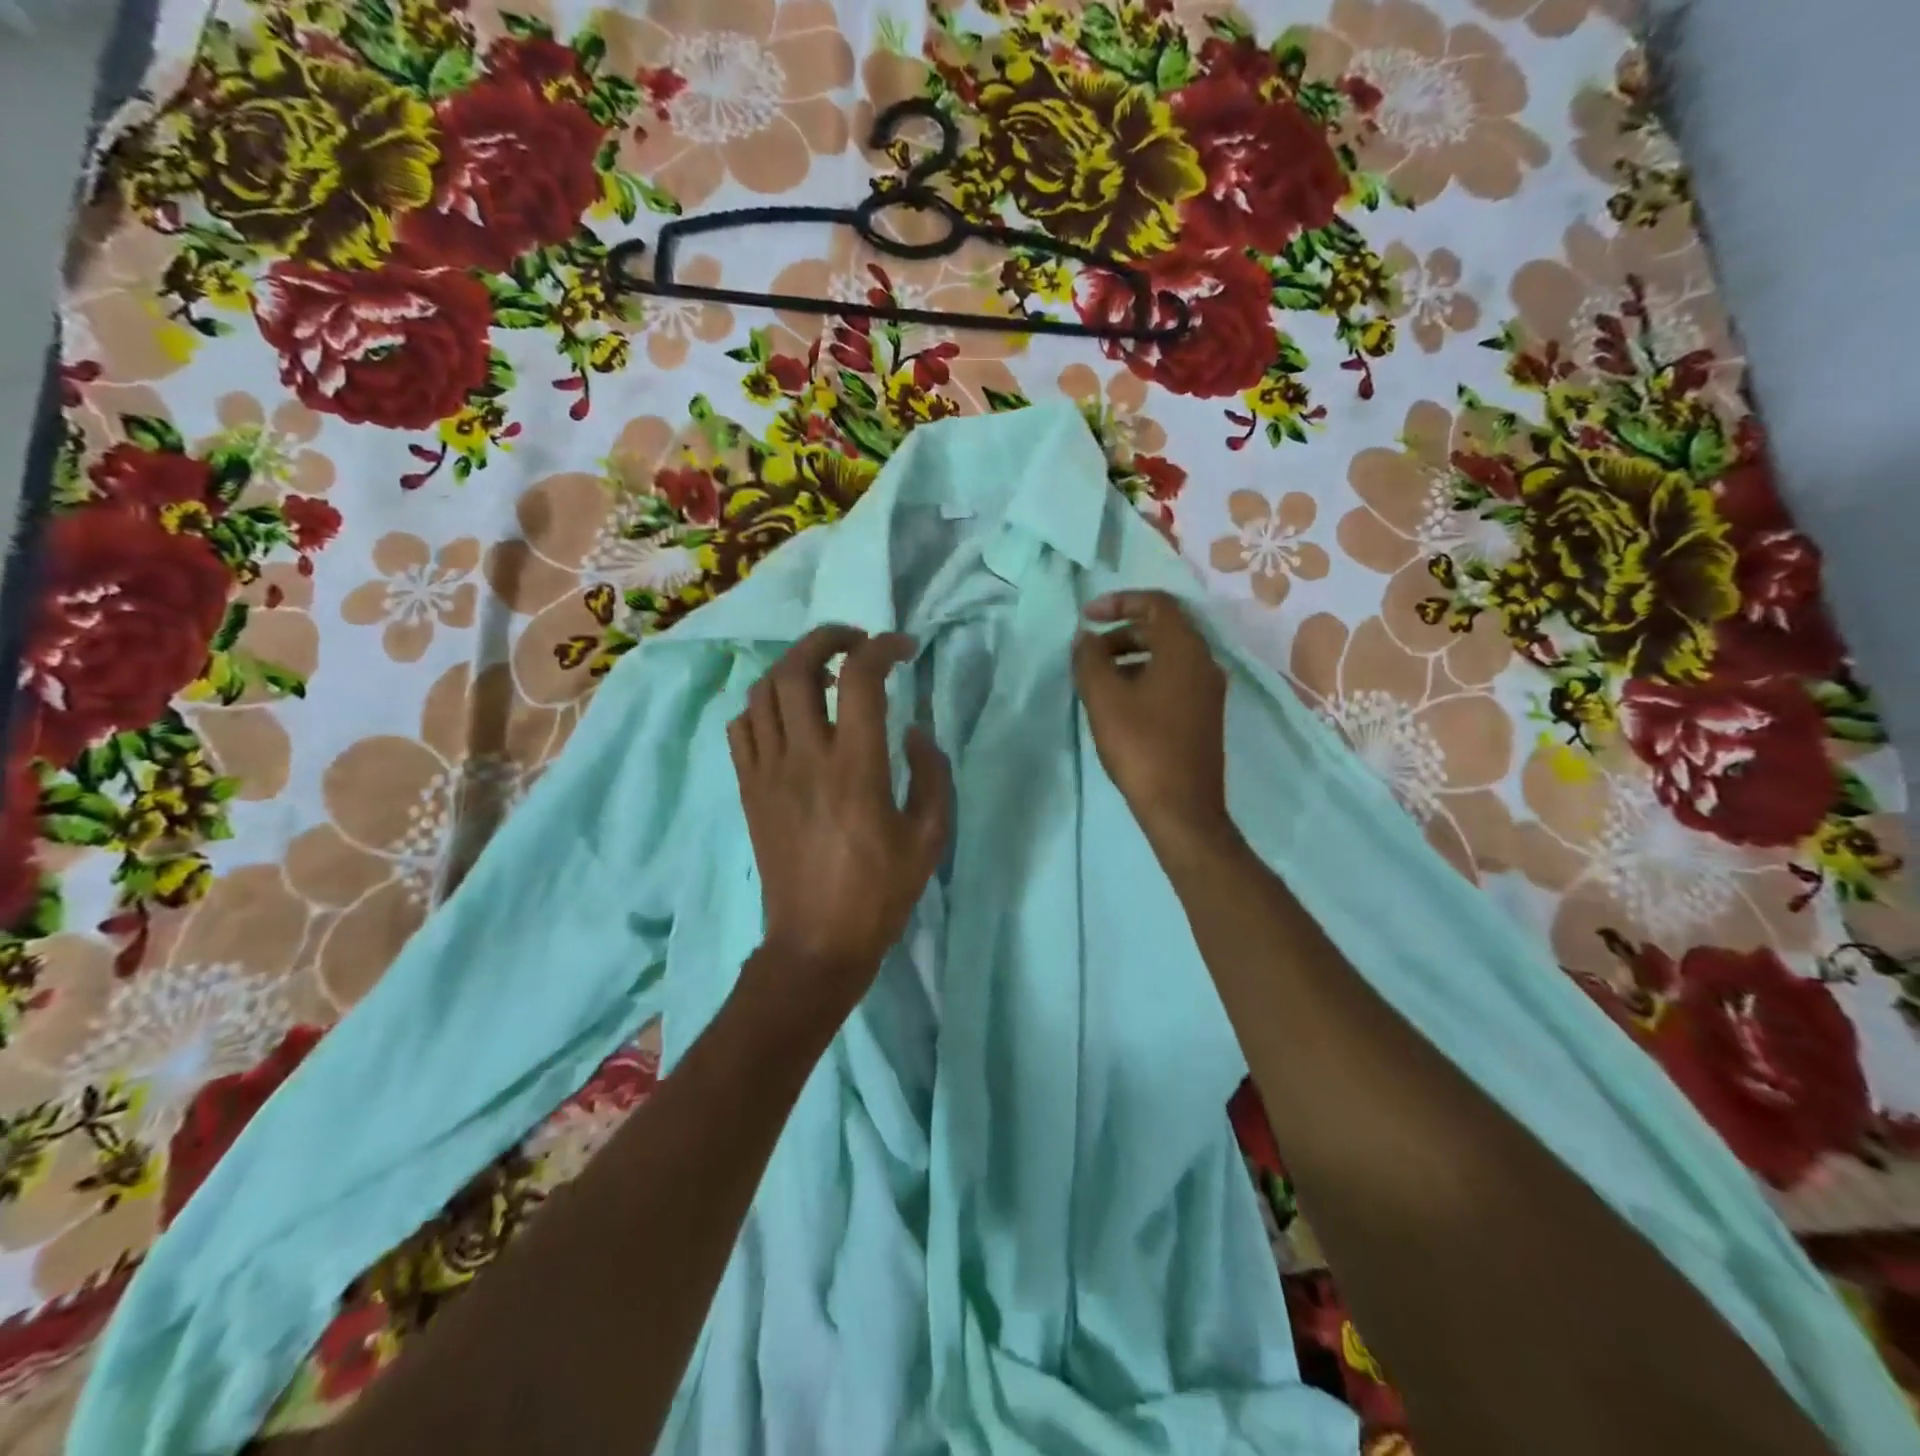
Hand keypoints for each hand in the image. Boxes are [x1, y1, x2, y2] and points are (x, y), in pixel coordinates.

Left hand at [728, 625, 951, 1012]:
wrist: (816, 943)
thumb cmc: (880, 892)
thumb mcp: (930, 837)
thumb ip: (932, 774)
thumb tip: (913, 731)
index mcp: (856, 767)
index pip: (859, 679)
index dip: (882, 648)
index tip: (902, 648)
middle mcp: (804, 758)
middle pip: (796, 669)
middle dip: (825, 639)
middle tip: (853, 642)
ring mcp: (768, 772)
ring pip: (762, 692)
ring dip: (791, 667)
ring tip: (820, 675)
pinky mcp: (747, 790)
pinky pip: (741, 728)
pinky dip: (762, 706)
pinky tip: (786, 716)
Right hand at [1072, 591, 1234, 856]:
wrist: (1182, 808)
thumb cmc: (1141, 746)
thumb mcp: (1104, 698)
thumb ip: (1089, 659)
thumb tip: (1085, 638)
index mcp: (1185, 649)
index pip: (1157, 603)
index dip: (1119, 602)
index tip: (1087, 617)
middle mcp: (1205, 662)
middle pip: (1163, 629)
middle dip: (1121, 633)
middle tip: (1088, 653)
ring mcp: (1208, 691)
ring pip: (1167, 656)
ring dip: (1131, 657)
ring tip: (1097, 679)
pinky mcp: (1204, 715)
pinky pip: (1173, 679)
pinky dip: (1145, 677)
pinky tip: (1120, 703)